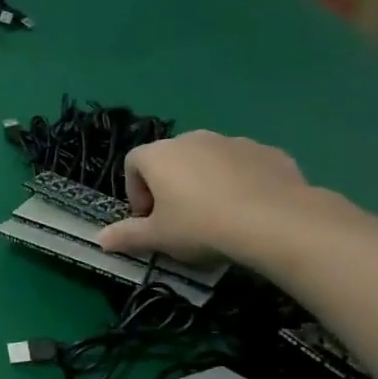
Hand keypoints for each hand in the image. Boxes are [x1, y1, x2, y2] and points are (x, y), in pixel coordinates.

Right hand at [96, 130, 327, 267]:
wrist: (277, 222)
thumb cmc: (202, 226)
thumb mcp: (159, 237)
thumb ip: (127, 236)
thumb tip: (99, 240)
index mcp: (158, 154)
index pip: (132, 164)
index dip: (135, 192)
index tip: (148, 219)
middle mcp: (191, 138)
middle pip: (170, 159)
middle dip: (170, 185)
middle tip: (181, 219)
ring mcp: (232, 141)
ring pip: (209, 160)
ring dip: (206, 182)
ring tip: (219, 216)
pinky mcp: (268, 152)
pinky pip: (244, 165)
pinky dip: (241, 181)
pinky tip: (250, 210)